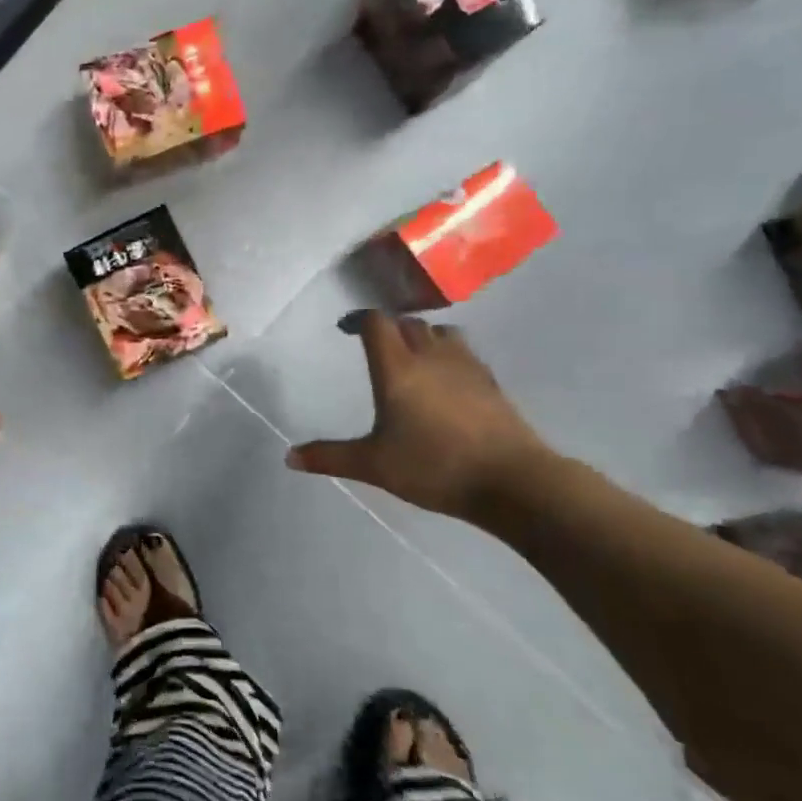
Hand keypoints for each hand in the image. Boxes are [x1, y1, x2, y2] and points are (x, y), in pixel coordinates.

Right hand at [286, 311, 551, 520]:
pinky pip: (464, 353)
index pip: (377, 324)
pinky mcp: (491, 383)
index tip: (347, 329)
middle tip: (375, 344)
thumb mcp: (373, 465)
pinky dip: (448, 356)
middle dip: (390, 328)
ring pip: (442, 333)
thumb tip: (289, 457)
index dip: (360, 319)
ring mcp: (467, 367)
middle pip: (409, 324)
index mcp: (398, 369)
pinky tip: (446, 382)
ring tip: (412, 356)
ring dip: (423, 337)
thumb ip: (330, 457)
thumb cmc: (434, 467)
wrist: (512, 481)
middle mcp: (431, 357)